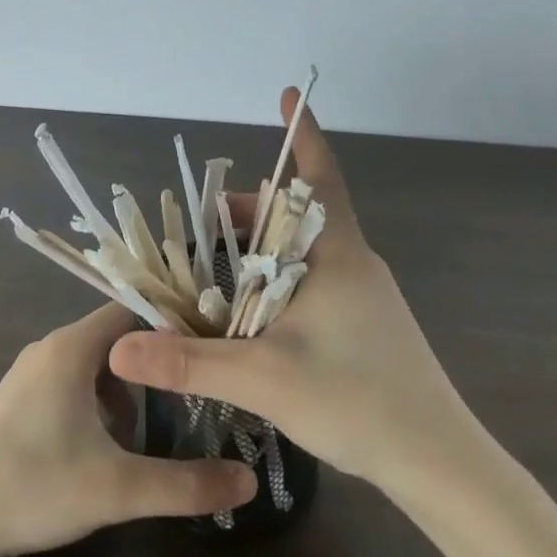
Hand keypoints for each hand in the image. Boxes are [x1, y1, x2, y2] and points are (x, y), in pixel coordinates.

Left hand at [0, 304, 257, 556]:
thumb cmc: (32, 488)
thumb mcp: (117, 489)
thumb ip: (186, 485)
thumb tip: (249, 481)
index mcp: (72, 347)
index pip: (134, 309)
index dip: (172, 324)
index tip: (207, 349)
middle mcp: (50, 347)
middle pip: (117, 338)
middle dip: (152, 366)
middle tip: (188, 398)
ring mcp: (30, 372)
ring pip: (94, 363)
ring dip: (124, 390)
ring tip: (147, 433)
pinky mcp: (18, 399)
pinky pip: (71, 381)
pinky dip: (97, 401)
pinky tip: (102, 448)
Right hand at [109, 87, 468, 485]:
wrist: (437, 461)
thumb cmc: (357, 400)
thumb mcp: (263, 378)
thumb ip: (189, 362)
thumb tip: (120, 349)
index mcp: (337, 253)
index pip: (319, 175)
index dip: (302, 133)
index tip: (288, 95)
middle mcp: (353, 260)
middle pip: (297, 213)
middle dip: (250, 209)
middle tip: (205, 222)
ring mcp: (364, 292)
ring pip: (304, 249)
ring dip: (262, 245)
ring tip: (218, 263)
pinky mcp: (366, 321)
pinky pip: (314, 278)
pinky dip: (278, 275)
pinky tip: (255, 309)